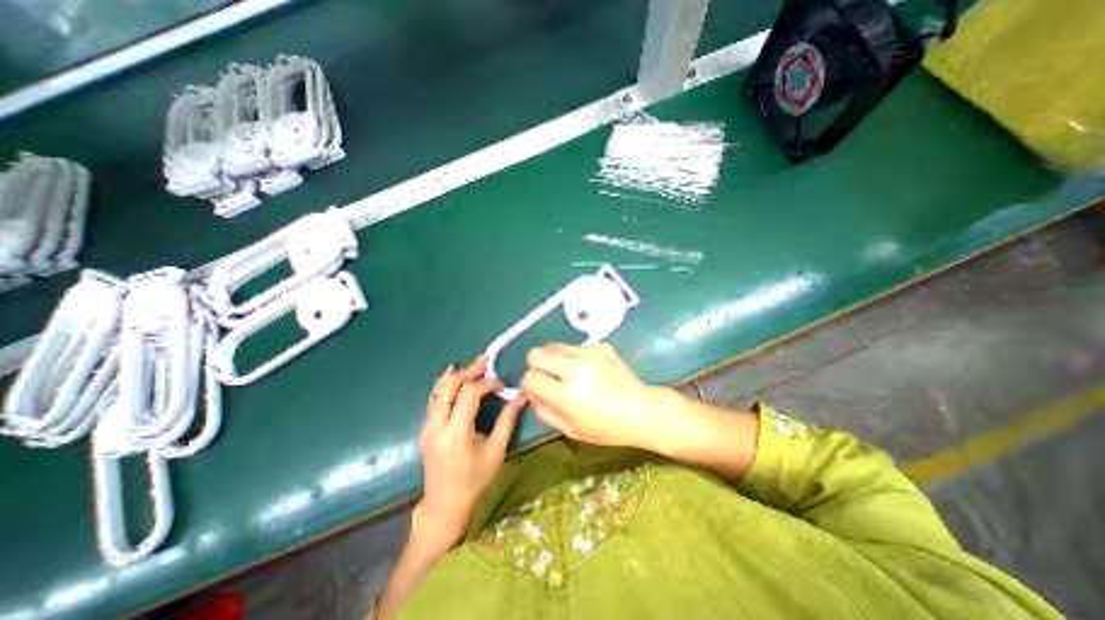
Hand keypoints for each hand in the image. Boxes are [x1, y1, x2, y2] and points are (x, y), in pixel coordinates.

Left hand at [413, 357, 524, 553]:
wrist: (444, 507)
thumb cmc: (475, 482)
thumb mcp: (496, 452)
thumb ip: (507, 421)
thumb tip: (520, 397)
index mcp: (456, 432)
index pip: (470, 393)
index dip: (487, 383)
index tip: (502, 385)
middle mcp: (437, 425)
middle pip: (450, 385)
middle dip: (469, 370)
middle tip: (486, 361)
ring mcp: (427, 426)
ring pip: (438, 389)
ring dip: (457, 374)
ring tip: (474, 365)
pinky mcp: (426, 428)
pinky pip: (434, 398)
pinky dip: (445, 384)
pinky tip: (454, 375)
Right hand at [521, 342, 673, 453]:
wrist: (643, 410)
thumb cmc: (608, 428)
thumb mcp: (572, 430)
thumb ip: (545, 411)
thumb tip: (530, 393)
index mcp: (569, 396)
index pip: (530, 378)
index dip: (528, 385)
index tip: (535, 390)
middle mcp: (577, 370)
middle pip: (536, 353)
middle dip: (536, 366)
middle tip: (547, 377)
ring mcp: (590, 354)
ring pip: (553, 345)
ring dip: (553, 358)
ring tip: (566, 372)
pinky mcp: (600, 346)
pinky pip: (574, 347)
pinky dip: (573, 357)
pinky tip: (588, 370)